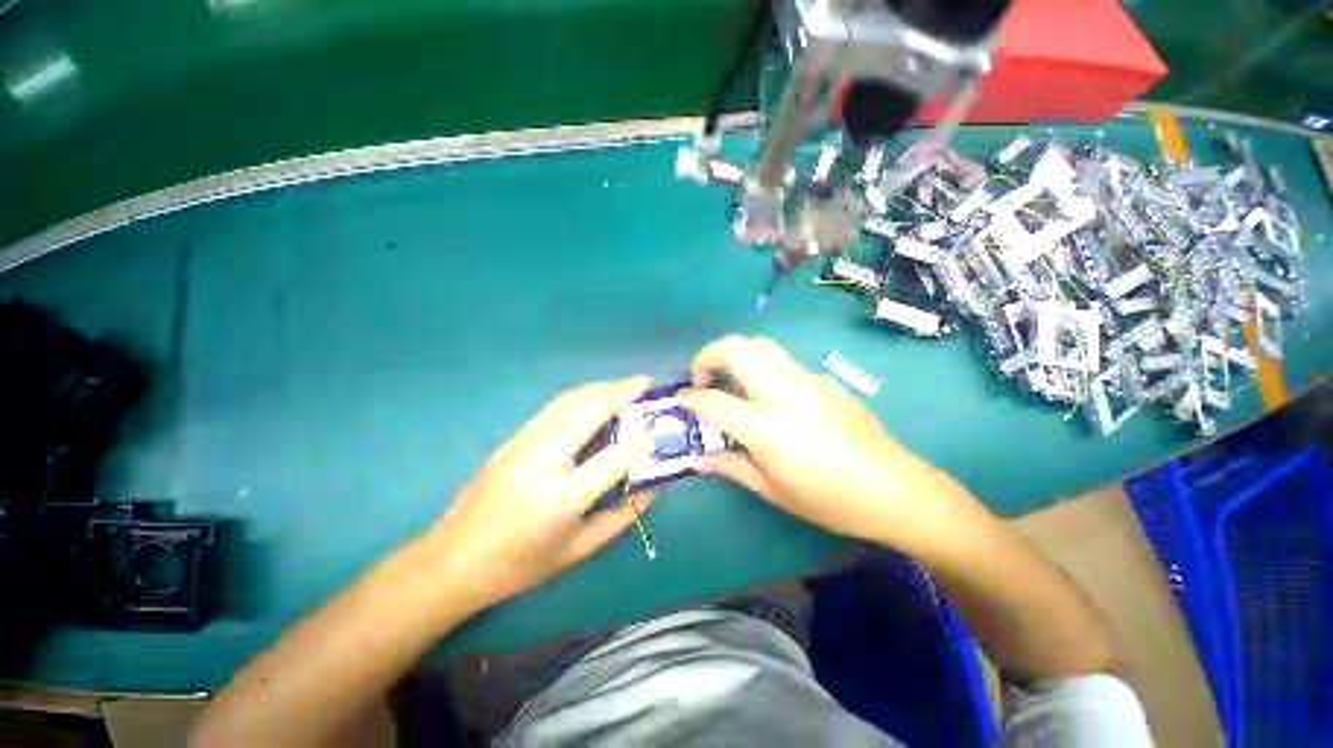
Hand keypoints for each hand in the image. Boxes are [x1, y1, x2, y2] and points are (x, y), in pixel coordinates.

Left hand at [422, 377, 653, 610]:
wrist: (451, 561)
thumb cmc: (518, 565)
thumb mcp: (576, 551)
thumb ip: (619, 519)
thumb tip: (651, 492)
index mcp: (560, 498)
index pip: (611, 459)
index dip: (638, 444)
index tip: (656, 434)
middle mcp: (540, 460)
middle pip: (587, 411)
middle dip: (620, 392)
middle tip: (645, 382)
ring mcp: (522, 444)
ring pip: (568, 401)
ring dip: (600, 388)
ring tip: (625, 385)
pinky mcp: (512, 439)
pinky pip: (553, 407)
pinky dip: (581, 396)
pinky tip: (594, 397)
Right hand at [680, 336, 978, 552]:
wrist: (896, 490)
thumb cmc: (830, 500)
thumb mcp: (773, 491)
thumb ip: (732, 467)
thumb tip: (700, 457)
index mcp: (766, 426)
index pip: (713, 401)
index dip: (689, 398)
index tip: (679, 400)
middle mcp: (783, 392)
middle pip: (736, 349)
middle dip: (707, 355)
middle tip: (702, 379)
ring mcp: (806, 381)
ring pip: (760, 346)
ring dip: (735, 355)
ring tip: (731, 382)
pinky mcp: (823, 380)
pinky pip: (783, 362)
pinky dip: (762, 367)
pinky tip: (768, 395)